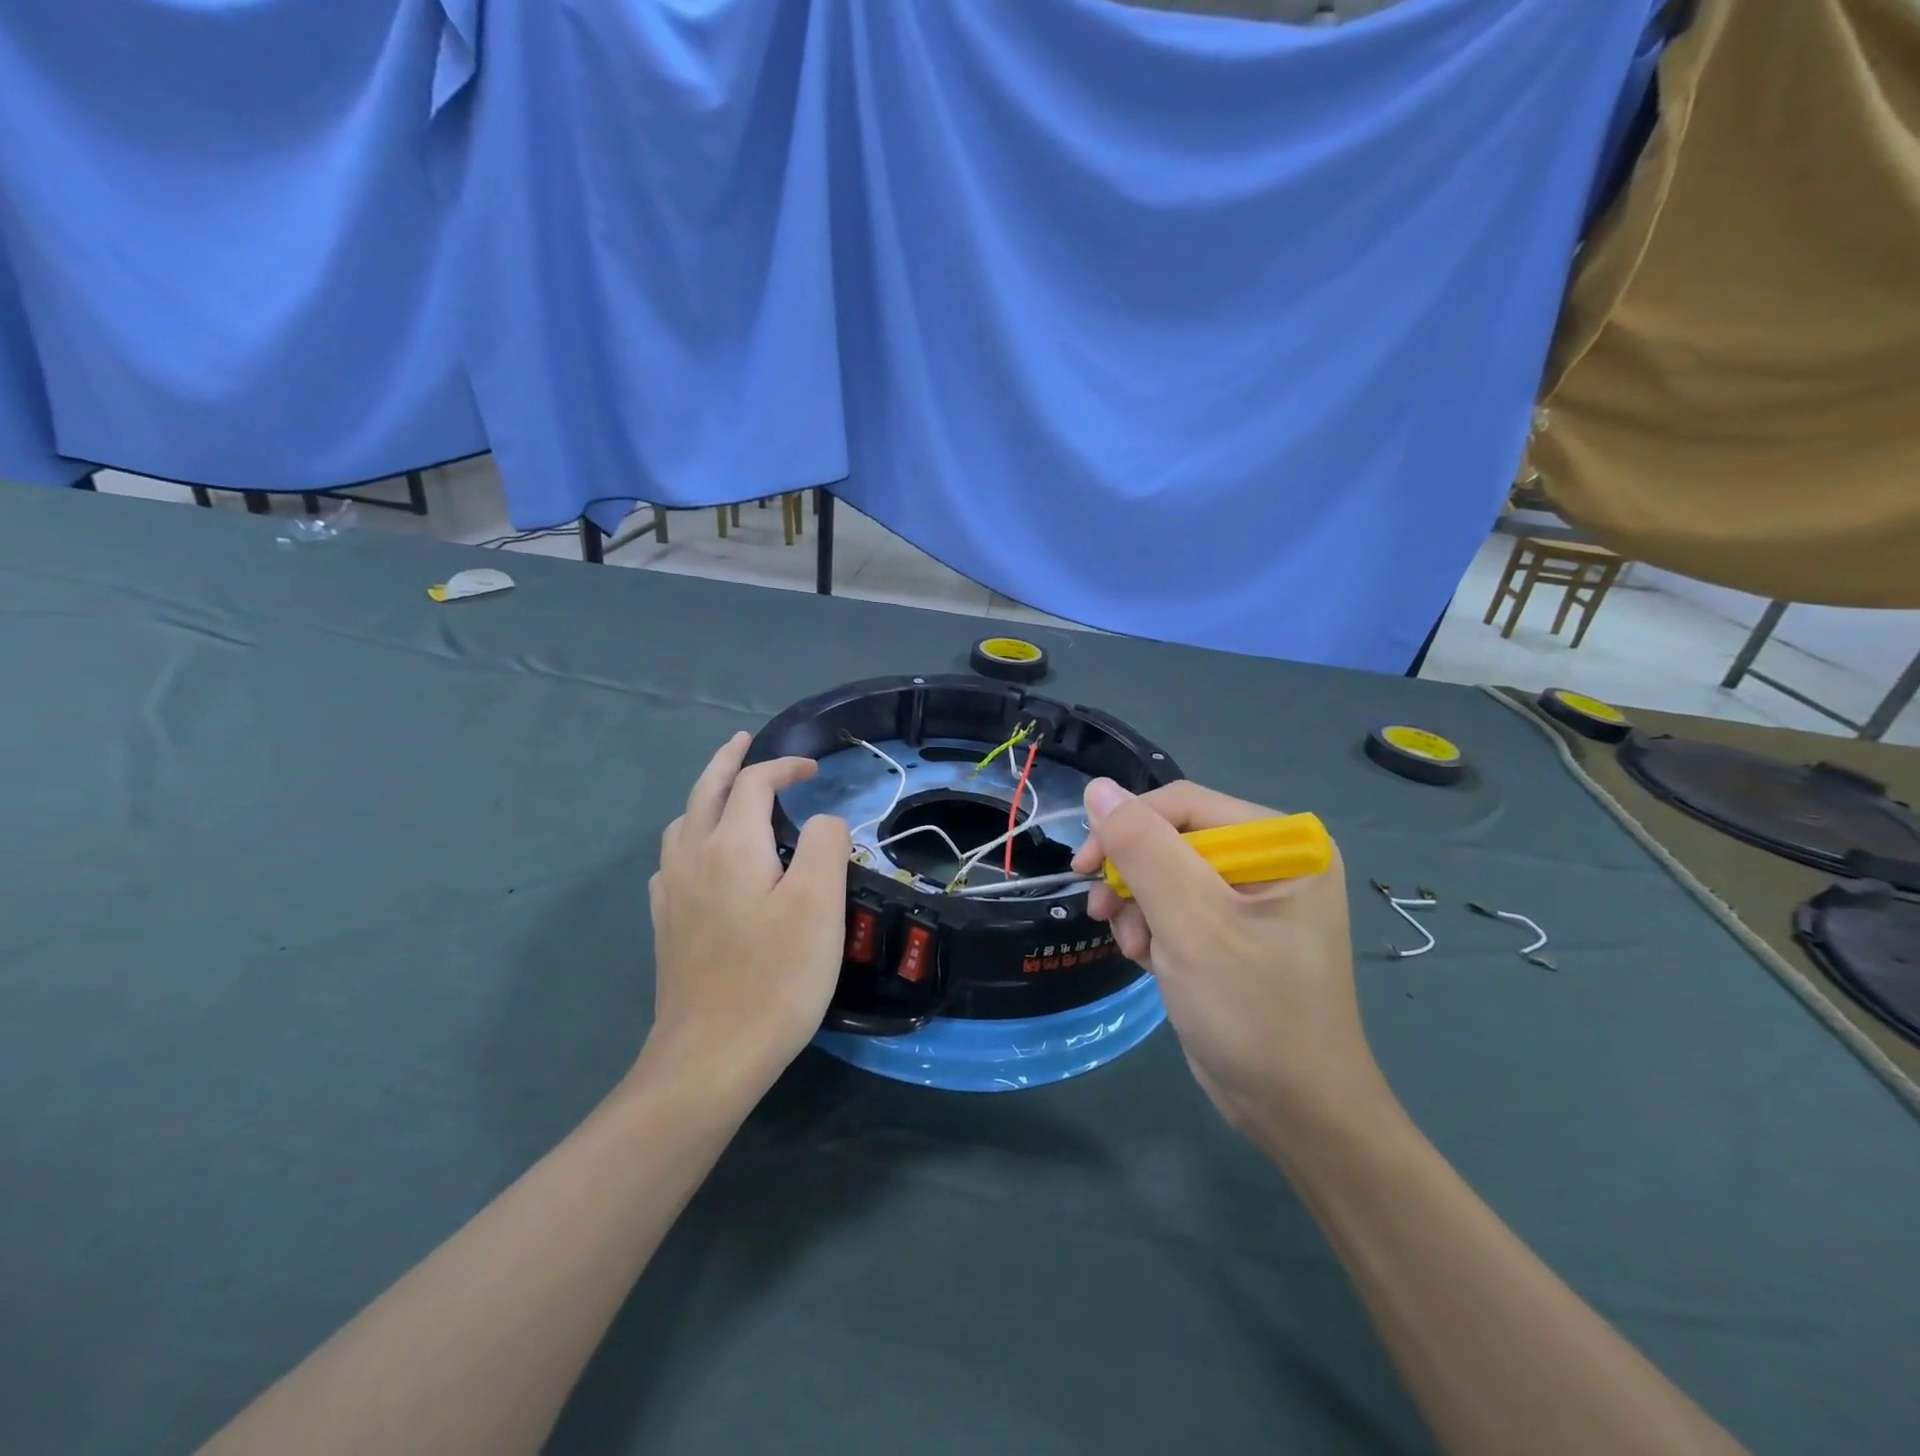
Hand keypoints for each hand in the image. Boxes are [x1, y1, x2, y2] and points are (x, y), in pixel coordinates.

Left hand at [642, 733, 851, 1103]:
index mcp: (731, 844)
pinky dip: (691, 837)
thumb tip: (823, 821)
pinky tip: (702, 859)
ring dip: (706, 795)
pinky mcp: (666, 924)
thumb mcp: (820, 904)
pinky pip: (672, 859)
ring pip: (683, 822)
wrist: (711, 1055)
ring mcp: (672, 892)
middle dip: (727, 760)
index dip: (784, 766)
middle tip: (744, 740)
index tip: (816, 771)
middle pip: (705, 789)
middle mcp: (692, 856)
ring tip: (727, 793)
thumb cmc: (776, 976)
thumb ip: (826, 844)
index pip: (754, 782)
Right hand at [1072, 779, 1386, 1152]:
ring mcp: (1253, 897)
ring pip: (1166, 873)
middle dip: (1134, 877)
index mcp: (1283, 842)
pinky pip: (1177, 906)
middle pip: (1173, 838)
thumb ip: (1143, 848)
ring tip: (1134, 949)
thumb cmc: (1253, 1011)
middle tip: (1103, 915)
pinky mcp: (1234, 930)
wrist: (1295, 1113)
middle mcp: (1272, 859)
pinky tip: (1151, 961)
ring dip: (1139, 907)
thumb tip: (1098, 789)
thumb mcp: (1191, 922)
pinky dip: (1153, 929)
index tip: (1083, 867)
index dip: (1126, 826)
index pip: (1184, 805)